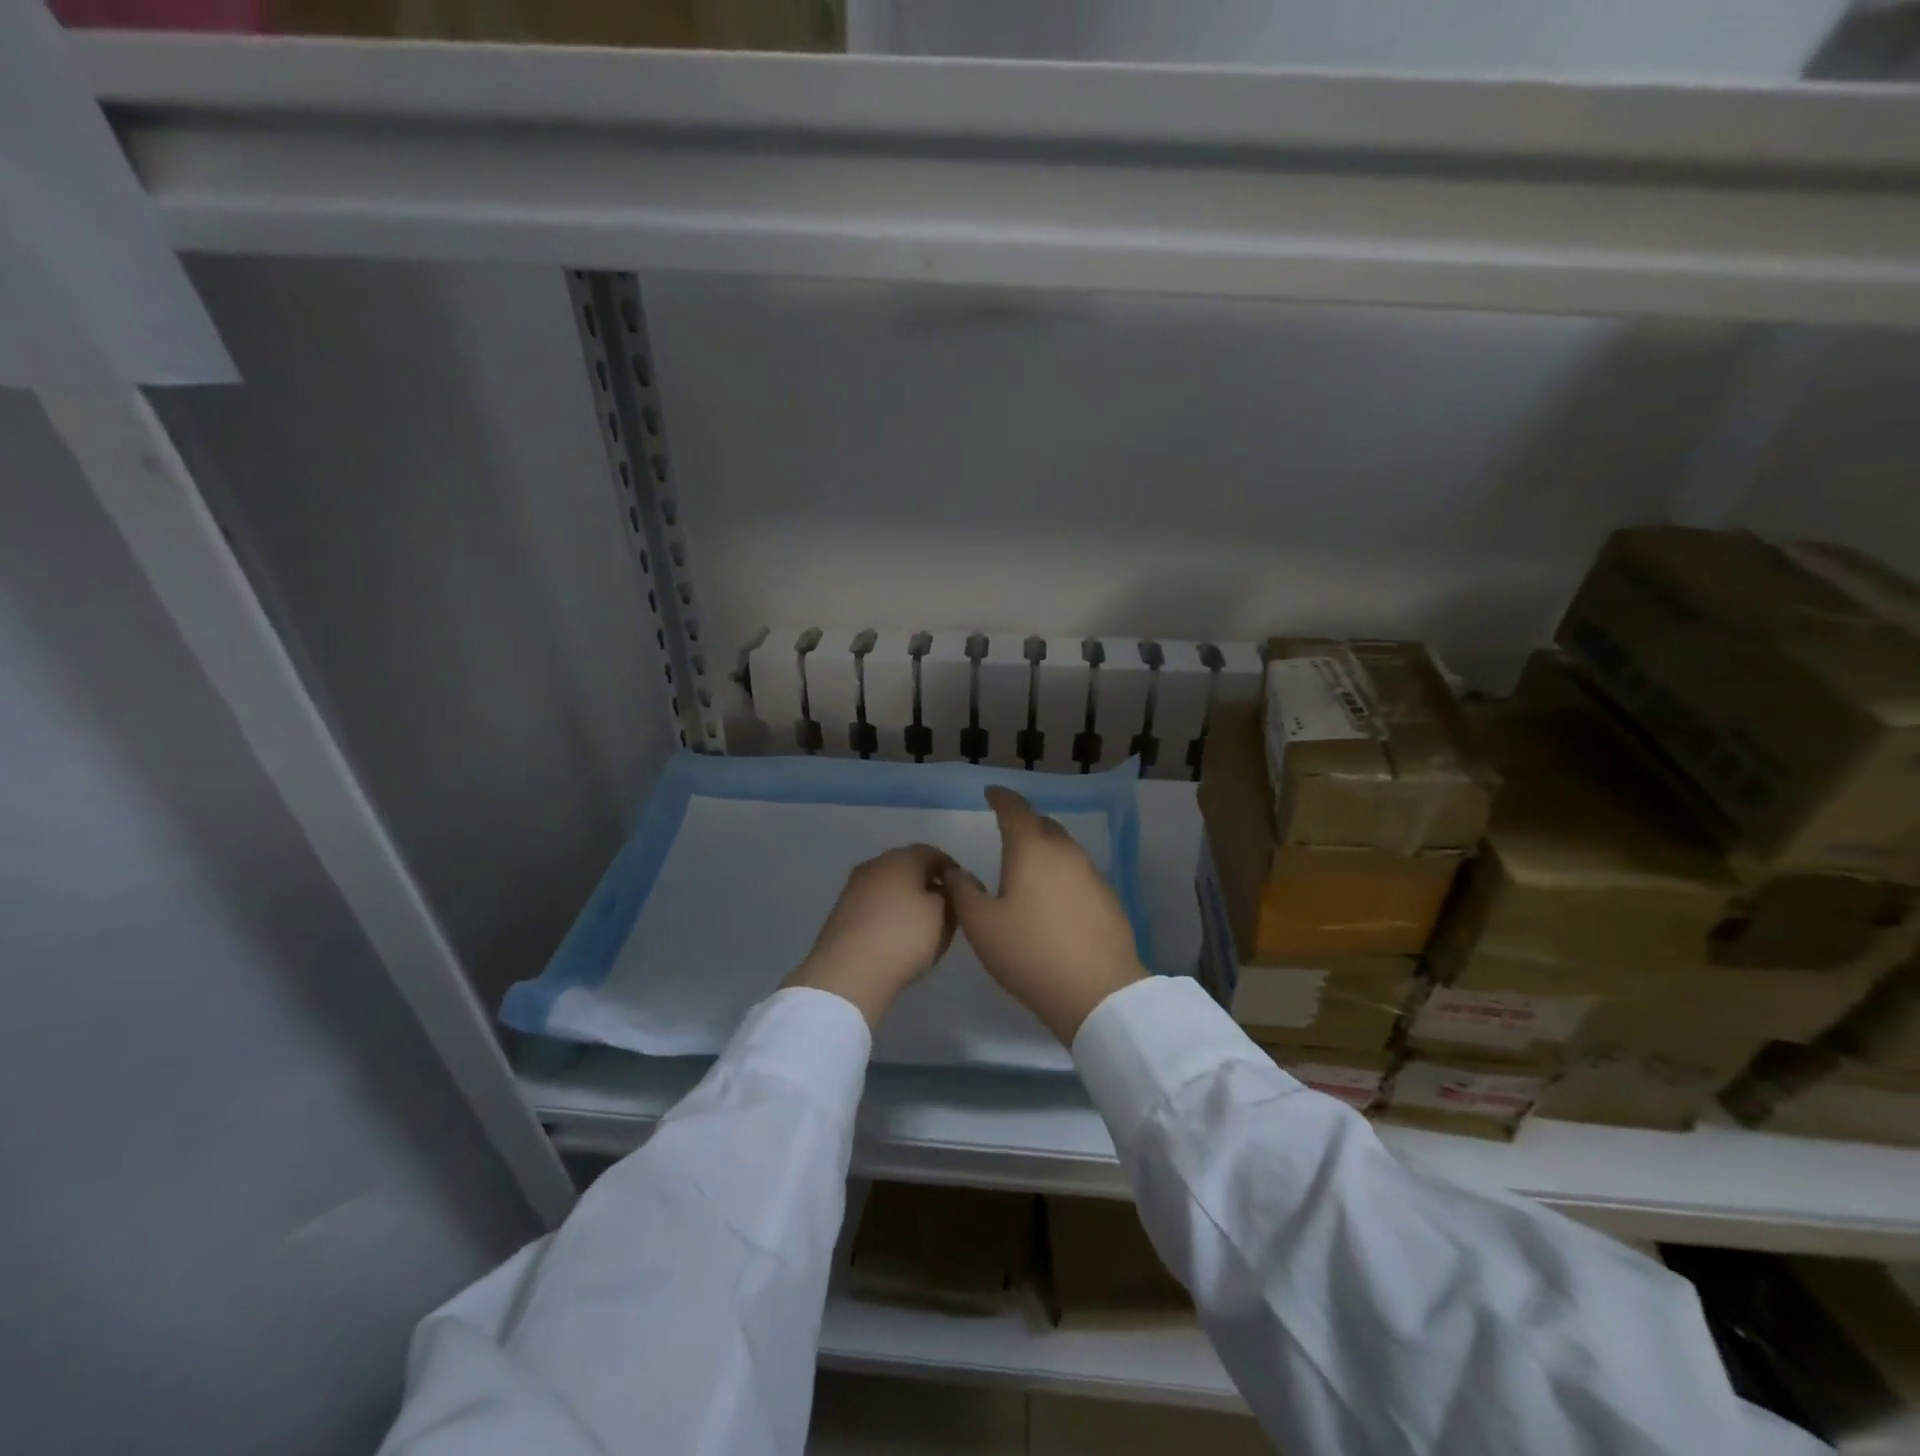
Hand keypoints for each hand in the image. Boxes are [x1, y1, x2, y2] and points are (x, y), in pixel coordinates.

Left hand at [784, 845, 958, 1028]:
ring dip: (906, 899)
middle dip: (927, 883)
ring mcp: (854, 887)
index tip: (962, 889)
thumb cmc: (903, 936)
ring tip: (922, 924)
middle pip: (908, 867)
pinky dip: (888, 913)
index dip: (950, 869)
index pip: (932, 853)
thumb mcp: (942, 916)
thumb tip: (943, 889)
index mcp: (901, 858)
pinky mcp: (842, 911)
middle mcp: (875, 865)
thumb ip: (949, 897)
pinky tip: (896, 934)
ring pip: (889, 886)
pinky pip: (874, 904)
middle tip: (944, 906)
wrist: (848, 972)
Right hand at [946, 788, 1147, 1044]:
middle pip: (1044, 825)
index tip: (991, 793)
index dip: (1001, 798)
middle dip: (1025, 822)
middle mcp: (1065, 853)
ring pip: (1065, 849)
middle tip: (1008, 830)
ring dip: (1046, 848)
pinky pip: (1079, 873)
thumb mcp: (981, 925)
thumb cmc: (1030, 953)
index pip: (1015, 810)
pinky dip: (1062, 873)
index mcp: (1032, 850)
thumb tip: (955, 871)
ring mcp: (1092, 875)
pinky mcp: (1108, 899)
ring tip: (1029, 865)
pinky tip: (1055, 897)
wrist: (1098, 992)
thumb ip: (962, 892)